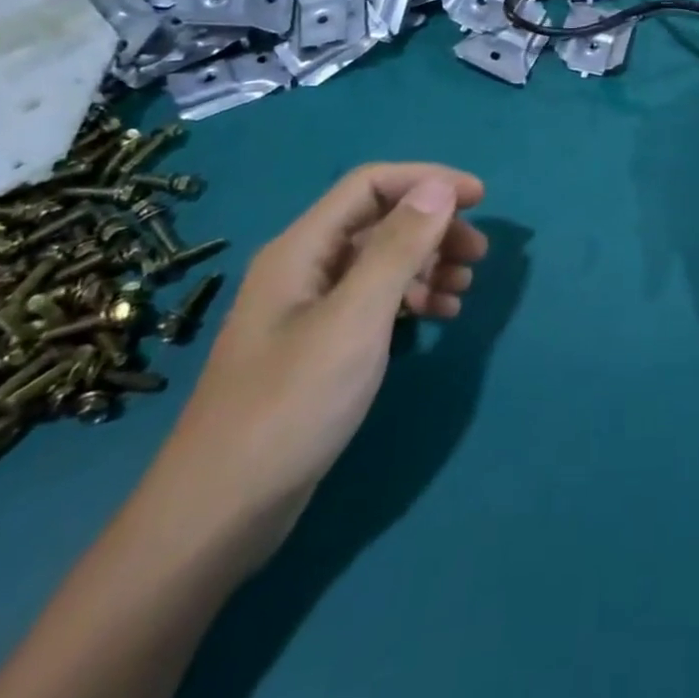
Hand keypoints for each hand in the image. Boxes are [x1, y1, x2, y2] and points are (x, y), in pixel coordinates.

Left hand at [144, 163, 487, 565]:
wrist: (218, 517)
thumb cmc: (290, 406)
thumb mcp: (355, 319)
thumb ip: (399, 247)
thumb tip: (440, 186)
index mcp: (301, 249)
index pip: (371, 184)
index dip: (428, 180)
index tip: (480, 199)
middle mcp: (304, 268)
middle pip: (380, 221)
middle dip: (434, 227)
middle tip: (478, 255)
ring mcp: (309, 309)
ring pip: (381, 261)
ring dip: (428, 263)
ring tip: (465, 288)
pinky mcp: (318, 346)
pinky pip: (375, 300)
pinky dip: (412, 298)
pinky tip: (440, 315)